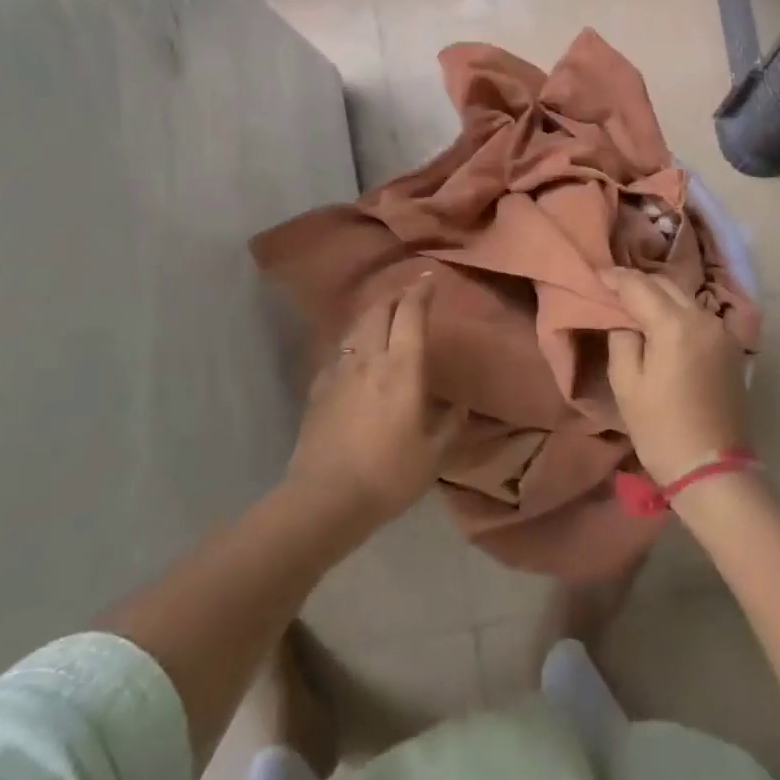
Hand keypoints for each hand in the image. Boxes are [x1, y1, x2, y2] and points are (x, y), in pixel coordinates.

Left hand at [286, 275, 460, 530]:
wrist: (325, 498)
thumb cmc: (388, 476)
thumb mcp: (433, 456)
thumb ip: (451, 426)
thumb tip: (461, 406)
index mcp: (401, 368)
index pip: (410, 315)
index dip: (420, 293)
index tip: (429, 281)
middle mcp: (368, 359)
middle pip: (379, 311)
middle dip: (394, 296)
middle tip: (407, 295)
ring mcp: (339, 371)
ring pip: (355, 327)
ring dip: (371, 314)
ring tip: (382, 315)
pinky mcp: (318, 388)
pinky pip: (337, 352)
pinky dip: (351, 342)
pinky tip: (353, 354)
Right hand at [603, 268, 750, 485]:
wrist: (713, 470)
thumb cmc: (661, 429)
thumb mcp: (627, 383)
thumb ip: (622, 339)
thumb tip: (626, 321)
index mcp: (675, 324)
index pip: (639, 286)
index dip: (615, 277)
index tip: (597, 275)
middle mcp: (703, 318)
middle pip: (666, 284)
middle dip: (638, 283)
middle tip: (613, 289)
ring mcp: (722, 332)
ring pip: (684, 298)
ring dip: (659, 296)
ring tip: (635, 304)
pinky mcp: (731, 348)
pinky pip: (698, 316)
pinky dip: (677, 312)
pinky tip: (663, 323)